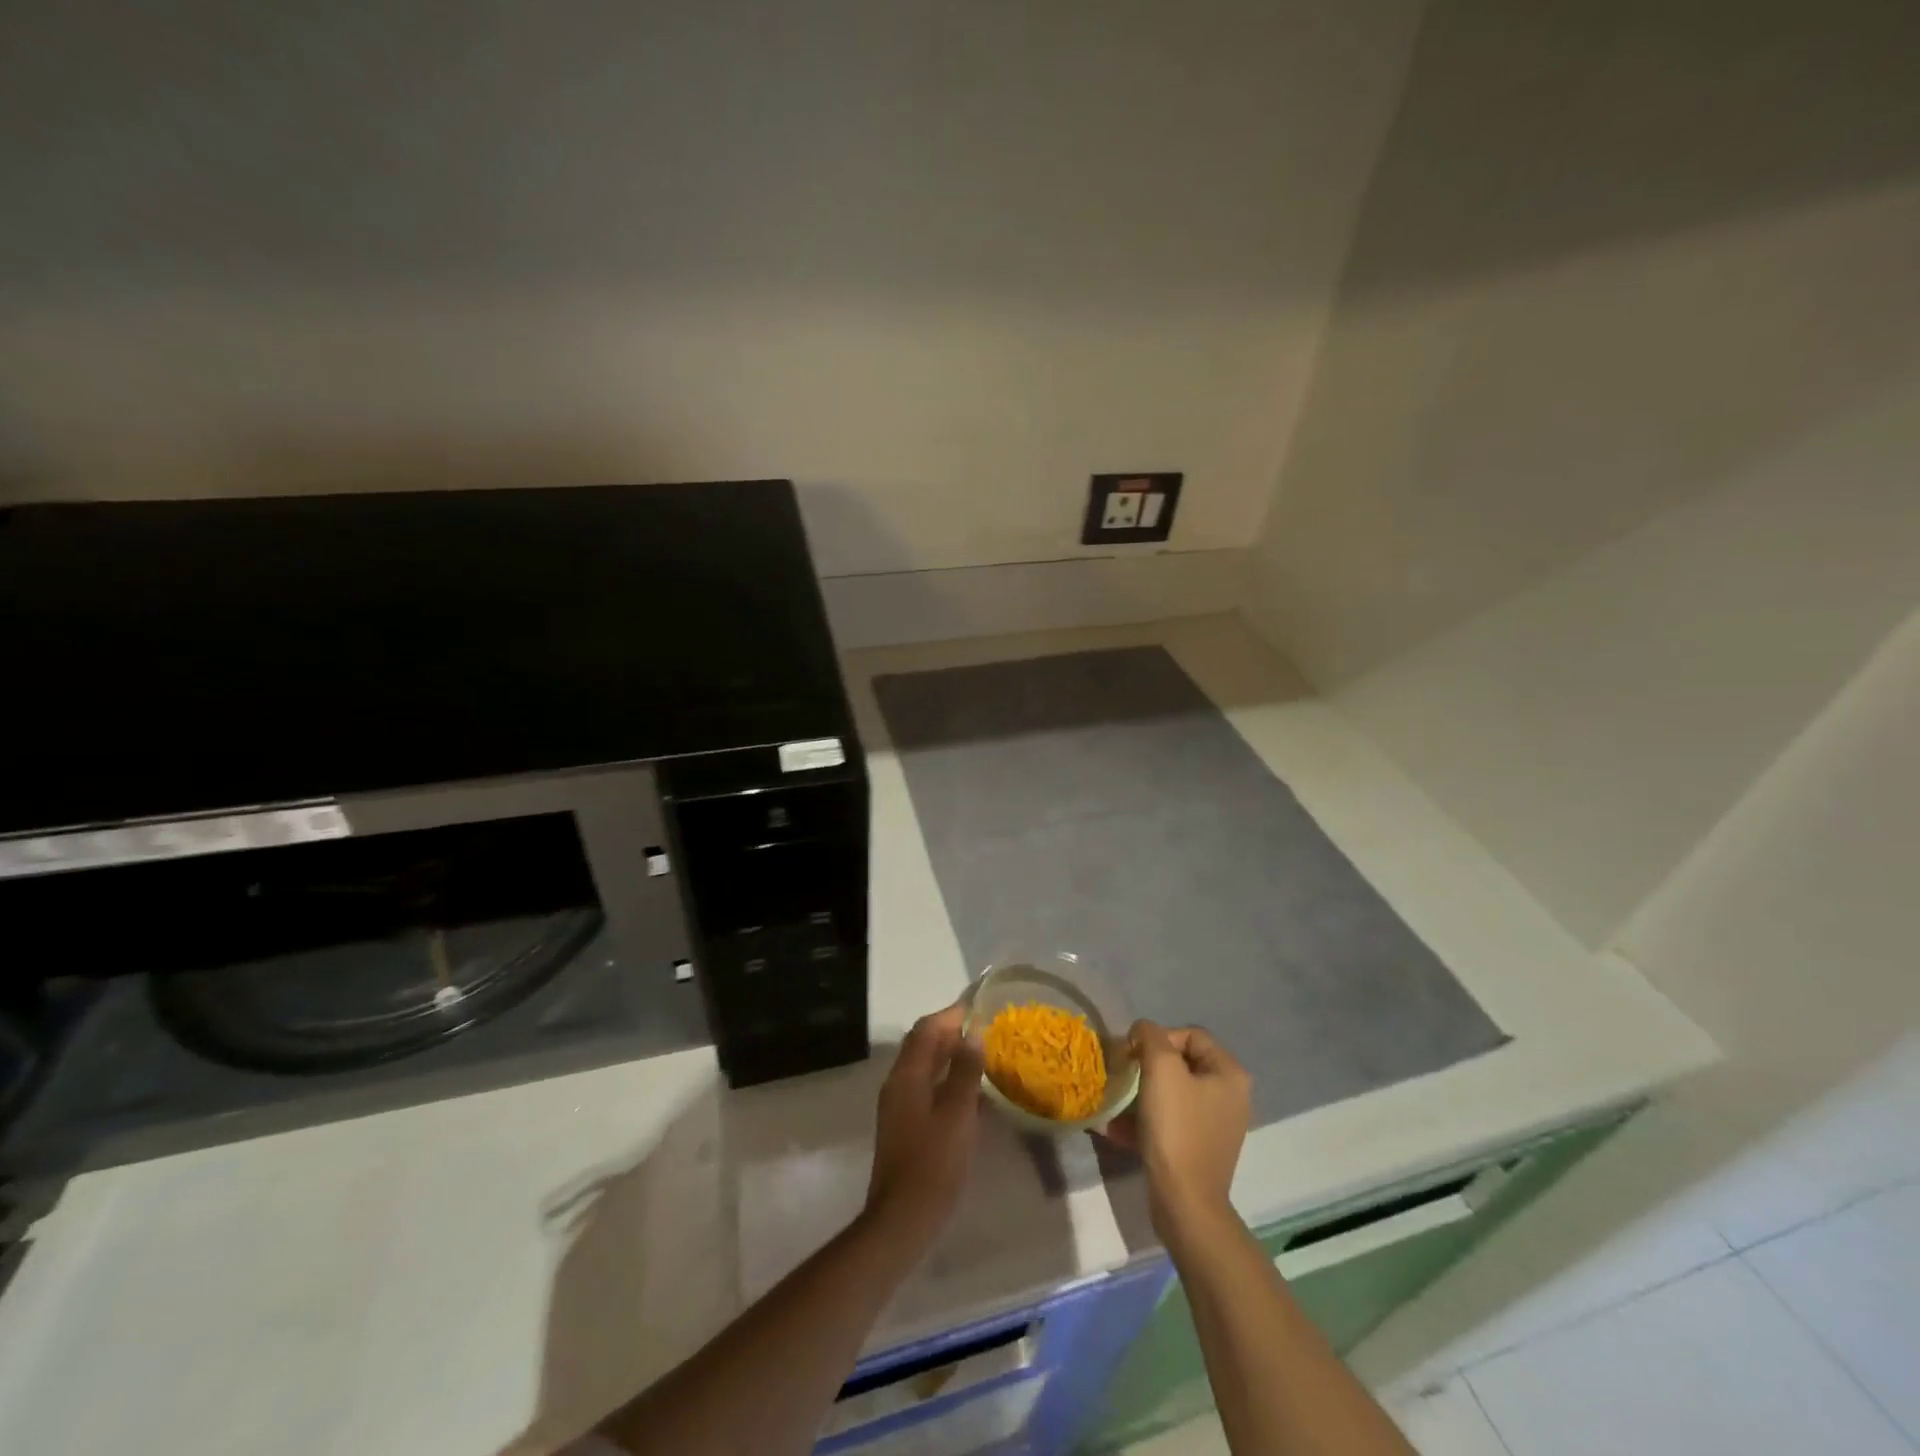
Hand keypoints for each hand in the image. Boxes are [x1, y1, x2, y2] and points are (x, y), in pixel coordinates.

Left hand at [864, 1004, 983, 1249]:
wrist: (902, 1219)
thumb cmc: (934, 1164)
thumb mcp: (958, 1115)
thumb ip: (966, 1072)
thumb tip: (974, 1034)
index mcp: (908, 1075)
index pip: (928, 1029)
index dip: (952, 1014)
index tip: (980, 1005)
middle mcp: (898, 1082)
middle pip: (923, 1043)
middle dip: (951, 1030)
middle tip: (984, 1027)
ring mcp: (899, 1104)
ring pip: (924, 1065)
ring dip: (949, 1054)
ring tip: (982, 1053)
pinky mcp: (904, 1123)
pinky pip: (926, 1085)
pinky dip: (946, 1077)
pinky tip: (970, 1091)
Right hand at [1102, 1021, 1251, 1240]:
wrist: (1185, 1203)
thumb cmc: (1176, 1129)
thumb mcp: (1160, 1069)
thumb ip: (1150, 1036)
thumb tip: (1143, 1031)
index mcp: (1229, 1074)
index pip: (1190, 1035)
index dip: (1158, 1038)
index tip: (1134, 1056)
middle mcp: (1230, 1096)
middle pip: (1180, 1063)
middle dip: (1146, 1066)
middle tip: (1123, 1076)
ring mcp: (1216, 1124)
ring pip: (1172, 1092)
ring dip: (1141, 1093)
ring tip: (1116, 1102)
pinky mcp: (1199, 1147)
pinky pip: (1170, 1119)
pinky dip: (1145, 1119)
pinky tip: (1118, 1128)